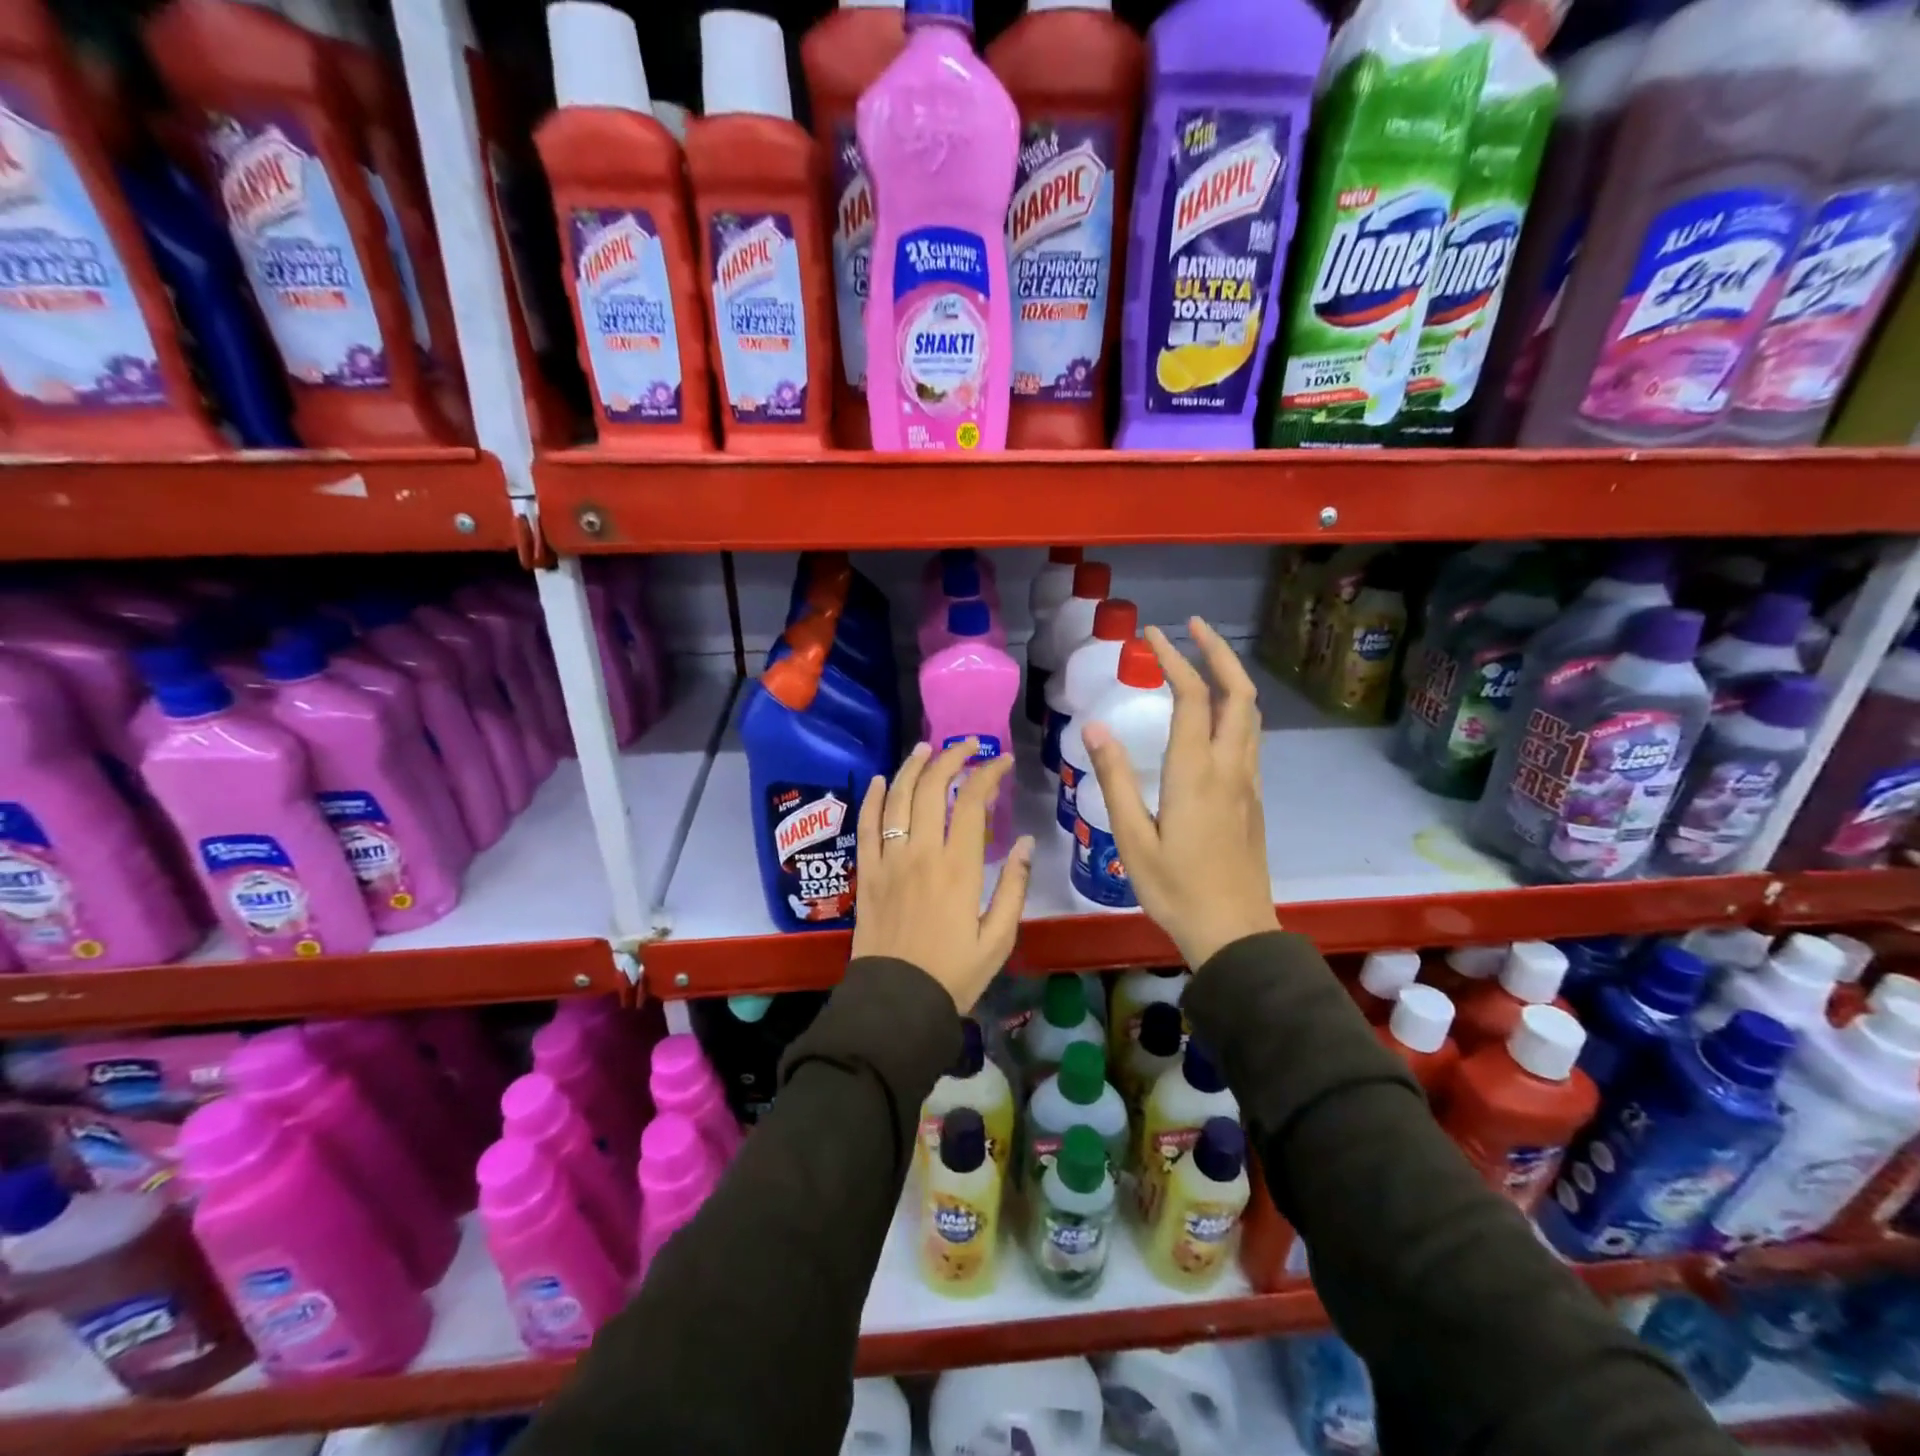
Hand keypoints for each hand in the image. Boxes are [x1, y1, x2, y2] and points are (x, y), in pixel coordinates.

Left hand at [851, 738, 1034, 1013]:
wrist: (897, 1002)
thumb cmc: (954, 973)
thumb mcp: (999, 937)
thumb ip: (1014, 886)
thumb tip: (1027, 843)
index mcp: (958, 868)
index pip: (972, 802)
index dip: (988, 774)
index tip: (1001, 761)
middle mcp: (921, 853)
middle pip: (933, 789)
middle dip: (951, 758)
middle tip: (967, 746)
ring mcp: (889, 860)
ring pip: (898, 799)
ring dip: (912, 768)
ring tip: (926, 749)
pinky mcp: (867, 873)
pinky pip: (867, 826)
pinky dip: (873, 799)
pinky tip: (881, 780)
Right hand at [1081, 618, 1274, 970]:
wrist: (1235, 932)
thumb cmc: (1175, 889)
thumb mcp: (1132, 838)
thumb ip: (1115, 779)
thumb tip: (1095, 727)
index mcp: (1197, 772)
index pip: (1192, 697)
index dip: (1174, 660)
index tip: (1152, 635)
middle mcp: (1230, 766)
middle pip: (1239, 693)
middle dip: (1218, 652)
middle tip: (1191, 628)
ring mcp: (1248, 782)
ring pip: (1250, 713)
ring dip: (1231, 676)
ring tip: (1203, 658)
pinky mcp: (1253, 798)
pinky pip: (1248, 736)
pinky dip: (1234, 706)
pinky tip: (1212, 714)